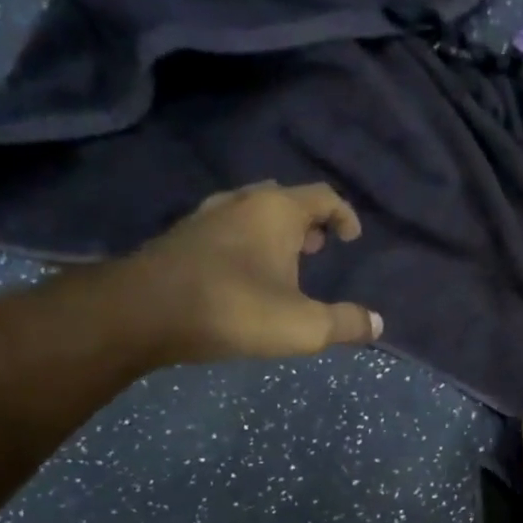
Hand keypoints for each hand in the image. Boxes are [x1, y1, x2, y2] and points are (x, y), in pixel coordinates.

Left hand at [130, 182, 382, 364]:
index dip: (344, 215)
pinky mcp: (181, 238)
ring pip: (251, 213)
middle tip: (319, 247)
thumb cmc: (235, 309)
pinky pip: (225, 230)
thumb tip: (377, 324)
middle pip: (284, 198)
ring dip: (273, 232)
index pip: (323, 196)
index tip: (352, 238)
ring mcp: (206, 216)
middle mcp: (242, 202)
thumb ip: (345, 324)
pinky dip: (245, 244)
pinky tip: (243, 275)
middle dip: (307, 221)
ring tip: (285, 262)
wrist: (145, 312)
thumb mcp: (303, 326)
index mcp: (277, 211)